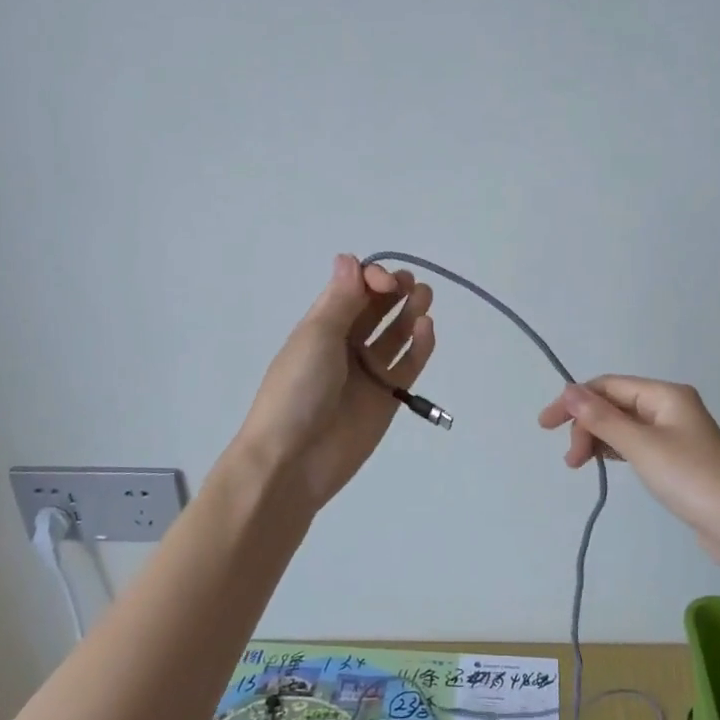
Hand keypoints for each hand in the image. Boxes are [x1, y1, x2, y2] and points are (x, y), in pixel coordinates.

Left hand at [235, 255, 435, 510]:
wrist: (292, 461)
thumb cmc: (297, 391)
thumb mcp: (316, 337)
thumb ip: (340, 300)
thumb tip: (348, 257)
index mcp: (321, 326)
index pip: (353, 290)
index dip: (372, 279)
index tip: (386, 283)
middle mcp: (345, 345)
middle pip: (376, 309)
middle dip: (394, 291)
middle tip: (411, 285)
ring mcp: (367, 372)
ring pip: (395, 334)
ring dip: (410, 312)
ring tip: (424, 298)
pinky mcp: (387, 397)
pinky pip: (408, 365)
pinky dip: (420, 346)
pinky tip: (427, 328)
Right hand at [537, 376, 719, 573]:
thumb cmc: (690, 478)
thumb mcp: (640, 446)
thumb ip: (601, 418)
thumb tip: (568, 390)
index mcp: (665, 394)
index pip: (608, 386)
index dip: (574, 401)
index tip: (546, 425)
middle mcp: (670, 406)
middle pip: (614, 404)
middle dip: (586, 425)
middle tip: (571, 459)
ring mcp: (675, 433)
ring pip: (623, 425)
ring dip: (598, 439)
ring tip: (579, 465)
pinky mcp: (676, 459)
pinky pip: (635, 444)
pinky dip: (615, 450)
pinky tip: (604, 463)